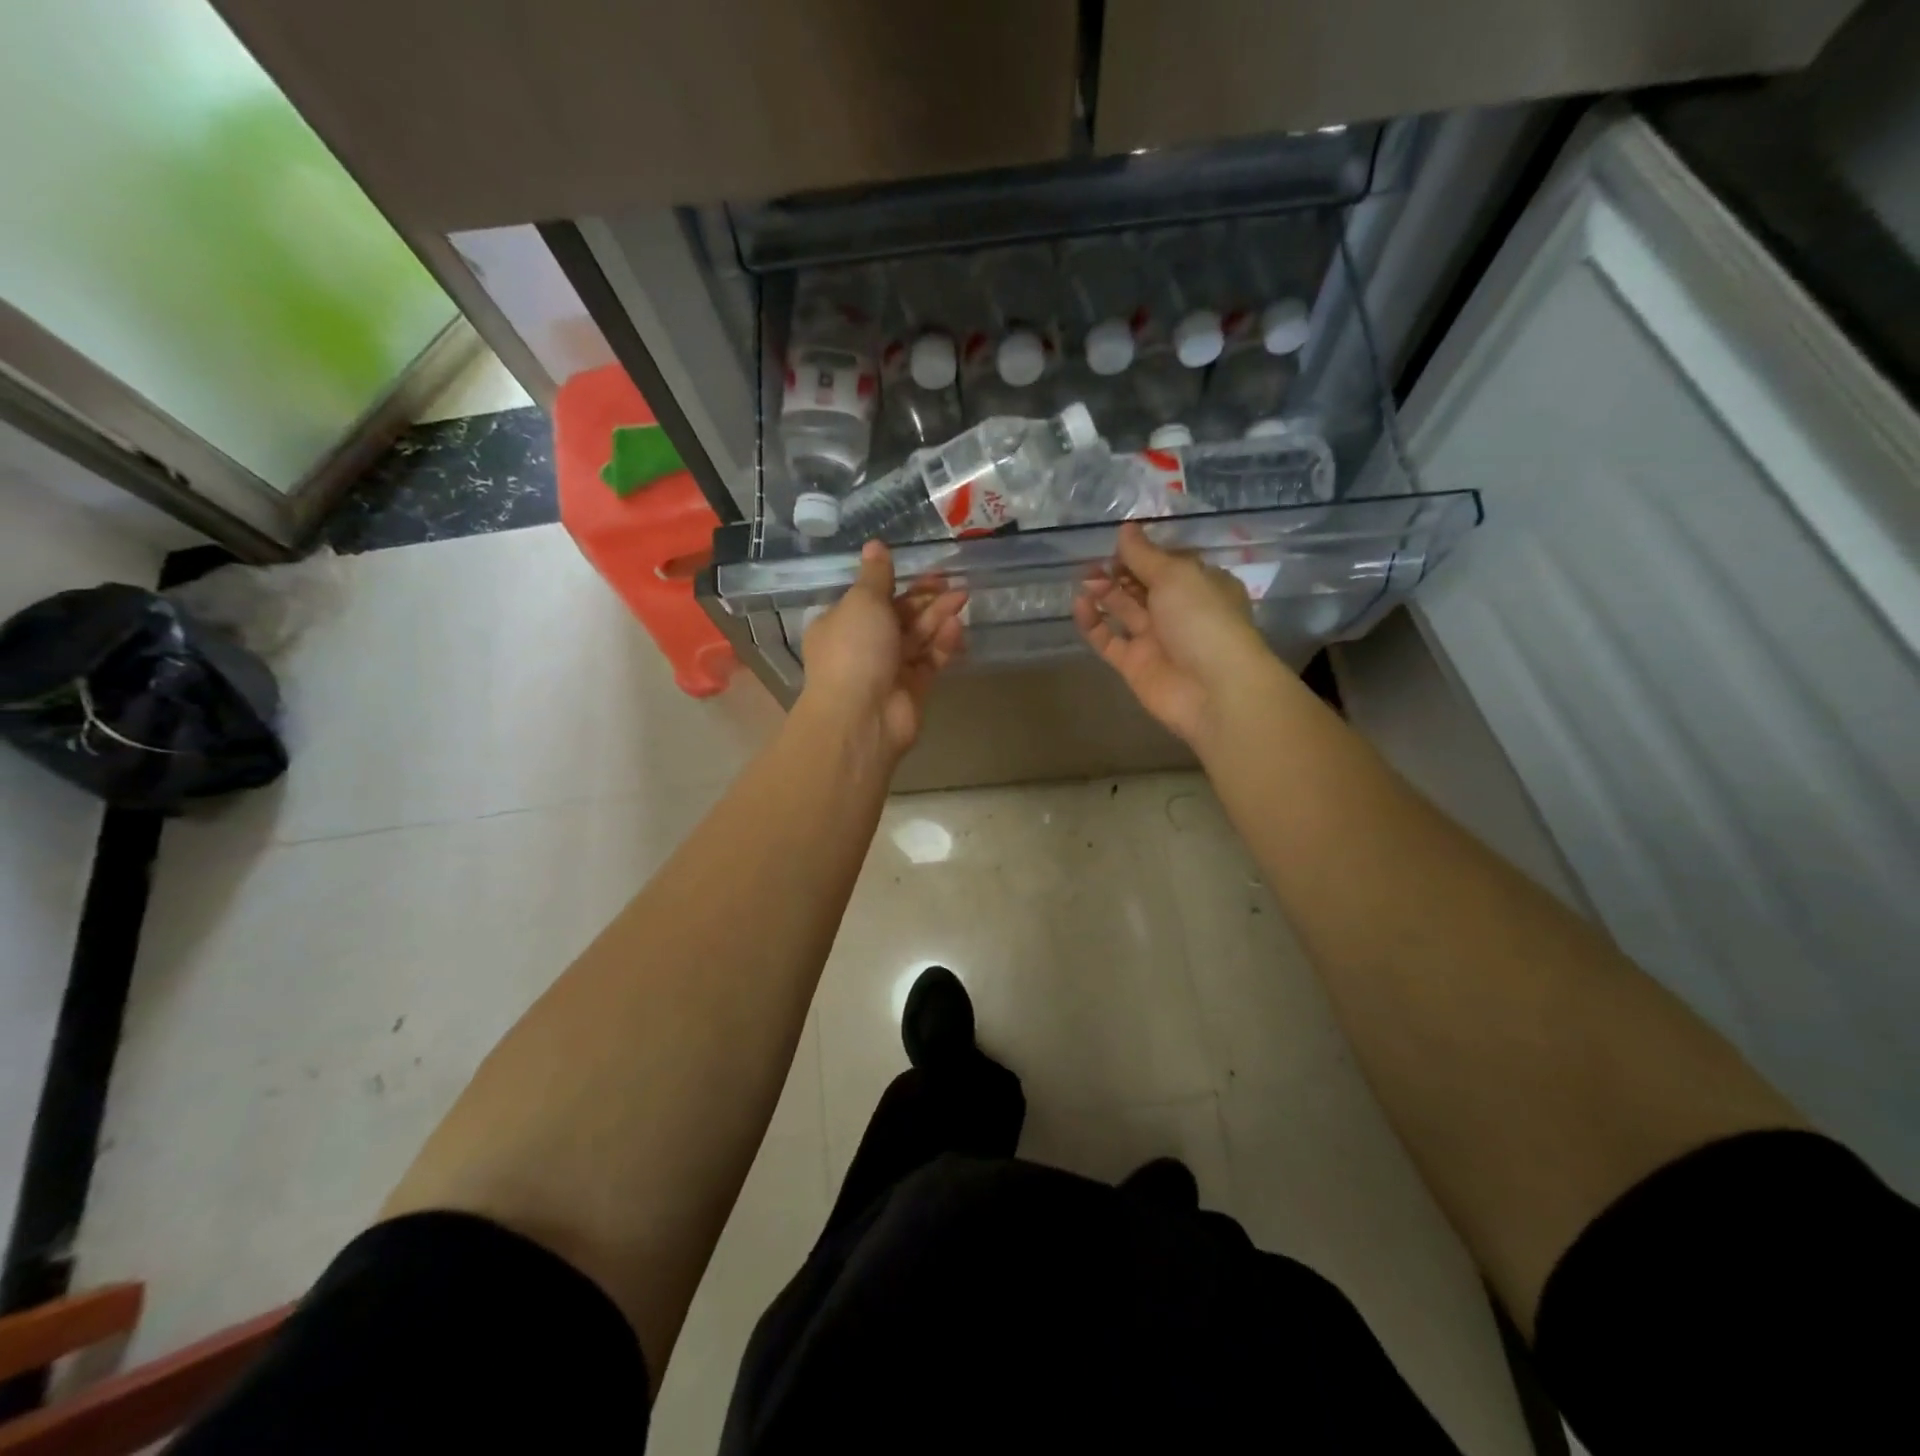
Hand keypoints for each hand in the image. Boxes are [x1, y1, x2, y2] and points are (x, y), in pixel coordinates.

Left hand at [799, 541, 967, 758]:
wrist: (862, 717)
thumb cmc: (854, 650)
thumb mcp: (862, 602)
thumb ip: (875, 575)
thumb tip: (875, 545)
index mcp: (841, 623)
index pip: (871, 598)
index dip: (897, 582)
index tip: (924, 568)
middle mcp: (863, 645)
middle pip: (899, 616)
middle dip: (925, 598)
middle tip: (952, 582)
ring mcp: (889, 669)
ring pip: (917, 637)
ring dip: (938, 616)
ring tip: (963, 597)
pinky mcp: (913, 689)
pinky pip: (930, 660)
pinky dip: (942, 644)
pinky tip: (956, 628)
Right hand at [1073, 522, 1270, 746]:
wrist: (1214, 689)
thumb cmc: (1203, 619)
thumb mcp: (1176, 575)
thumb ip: (1145, 554)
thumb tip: (1126, 529)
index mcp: (1200, 584)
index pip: (1167, 563)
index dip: (1142, 552)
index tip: (1117, 543)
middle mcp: (1179, 610)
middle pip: (1142, 586)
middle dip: (1119, 571)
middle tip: (1094, 562)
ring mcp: (1156, 639)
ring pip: (1124, 611)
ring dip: (1104, 593)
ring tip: (1084, 579)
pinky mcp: (1134, 665)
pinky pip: (1108, 640)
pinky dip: (1093, 623)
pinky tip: (1080, 605)